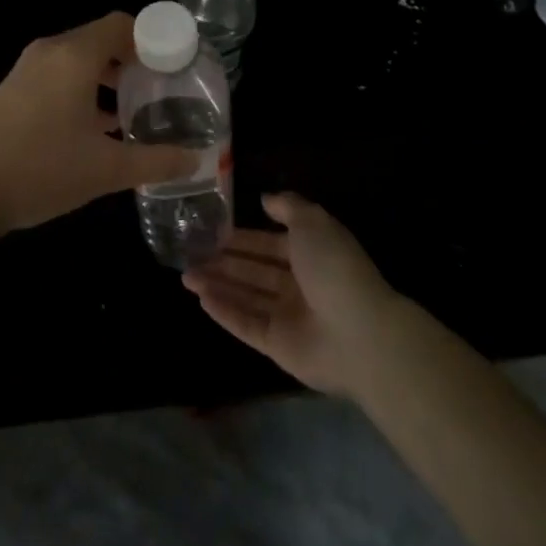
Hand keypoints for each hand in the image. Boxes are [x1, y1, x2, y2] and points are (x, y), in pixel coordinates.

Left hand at [0, 12, 198, 238]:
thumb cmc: (41, 169)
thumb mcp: (105, 170)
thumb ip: (154, 161)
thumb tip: (195, 161)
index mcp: (75, 56)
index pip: (121, 24)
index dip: (151, 37)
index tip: (173, 62)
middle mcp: (51, 51)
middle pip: (101, 38)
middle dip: (132, 58)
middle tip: (158, 86)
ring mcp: (28, 68)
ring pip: (78, 57)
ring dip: (106, 75)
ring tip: (132, 107)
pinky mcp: (13, 88)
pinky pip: (58, 73)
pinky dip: (82, 86)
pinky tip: (95, 125)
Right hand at [183, 192, 402, 397]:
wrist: (359, 332)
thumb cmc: (334, 266)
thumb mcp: (312, 221)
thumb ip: (287, 206)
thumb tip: (265, 199)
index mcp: (309, 254)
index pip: (268, 243)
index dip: (242, 238)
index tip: (213, 230)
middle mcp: (297, 285)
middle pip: (254, 271)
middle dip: (224, 261)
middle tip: (191, 253)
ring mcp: (287, 317)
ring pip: (245, 297)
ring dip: (217, 285)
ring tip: (186, 275)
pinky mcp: (278, 346)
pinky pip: (246, 325)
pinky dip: (224, 311)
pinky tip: (201, 298)